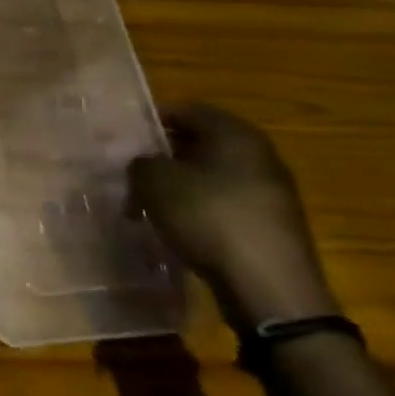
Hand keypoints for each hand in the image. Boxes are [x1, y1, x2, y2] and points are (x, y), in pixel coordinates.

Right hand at [128, 104, 339, 331]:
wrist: (268, 285)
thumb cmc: (208, 217)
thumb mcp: (155, 182)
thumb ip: (141, 162)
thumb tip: (143, 161)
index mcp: (234, 134)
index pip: (188, 110)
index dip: (153, 119)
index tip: (124, 136)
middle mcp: (258, 154)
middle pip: (201, 142)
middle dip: (163, 155)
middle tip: (130, 171)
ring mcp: (269, 190)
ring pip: (211, 175)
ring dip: (178, 185)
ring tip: (146, 203)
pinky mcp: (270, 223)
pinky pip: (224, 202)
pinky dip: (197, 208)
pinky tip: (175, 226)